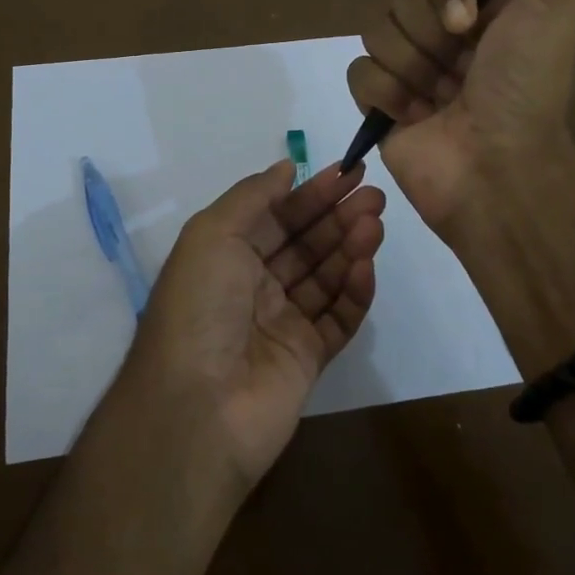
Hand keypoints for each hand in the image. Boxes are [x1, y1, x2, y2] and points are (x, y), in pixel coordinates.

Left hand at [113, 160, 384, 489]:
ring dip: (350, 246)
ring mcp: (281, 322)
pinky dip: (354, 292)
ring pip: (325, 276)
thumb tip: (286, 168)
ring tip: (376, 222)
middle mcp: (253, 285)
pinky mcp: (308, 357)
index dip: (311, 193)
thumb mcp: (213, 234)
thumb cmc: (200, 307)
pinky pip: (338, 318)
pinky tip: (367, 266)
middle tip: (375, 195)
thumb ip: (253, 196)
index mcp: (225, 256)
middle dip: (337, 215)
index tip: (349, 171)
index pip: (276, 216)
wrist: (199, 407)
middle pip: (305, 243)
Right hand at [347, 0, 574, 229]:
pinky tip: (413, 117)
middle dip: (430, 34)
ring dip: (411, 67)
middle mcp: (444, 28)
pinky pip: (358, 72)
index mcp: (483, 3)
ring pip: (375, 31)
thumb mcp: (564, 3)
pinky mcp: (380, 101)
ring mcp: (409, 65)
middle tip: (460, 68)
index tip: (469, 20)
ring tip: (440, 99)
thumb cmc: (527, 87)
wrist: (495, 168)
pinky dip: (386, 95)